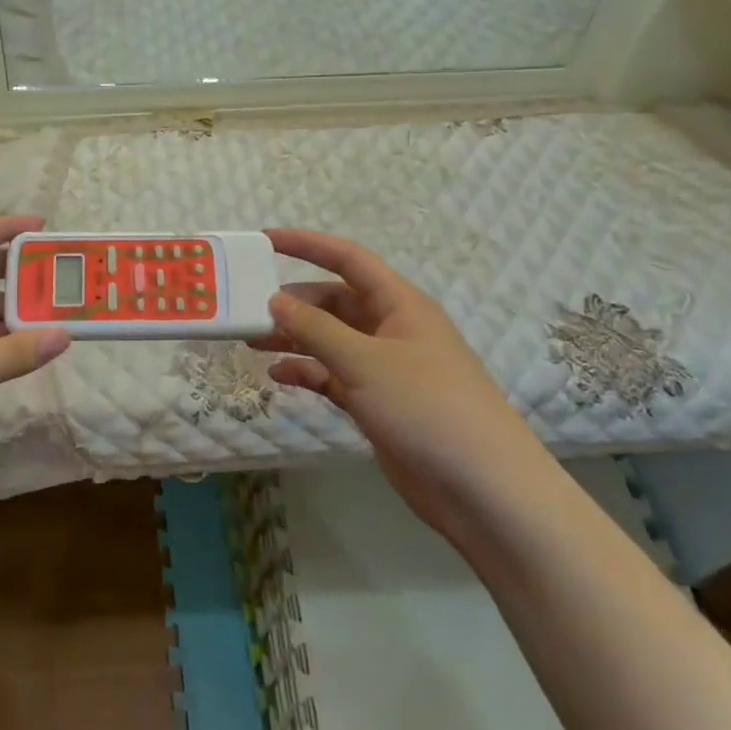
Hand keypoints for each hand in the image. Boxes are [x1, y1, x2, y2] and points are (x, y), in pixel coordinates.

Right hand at [253, 229, 551, 533]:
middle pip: (334, 301)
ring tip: (251, 340)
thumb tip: (276, 300)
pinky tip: (278, 376)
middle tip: (248, 309)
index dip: (307, 245)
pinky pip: (333, 375)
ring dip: (294, 337)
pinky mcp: (377, 402)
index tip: (264, 240)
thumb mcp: (365, 361)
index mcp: (399, 304)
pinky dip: (306, 372)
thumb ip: (316, 328)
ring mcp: (384, 367)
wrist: (482, 489)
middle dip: (293, 302)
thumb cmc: (427, 407)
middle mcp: (391, 328)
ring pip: (330, 339)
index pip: (347, 259)